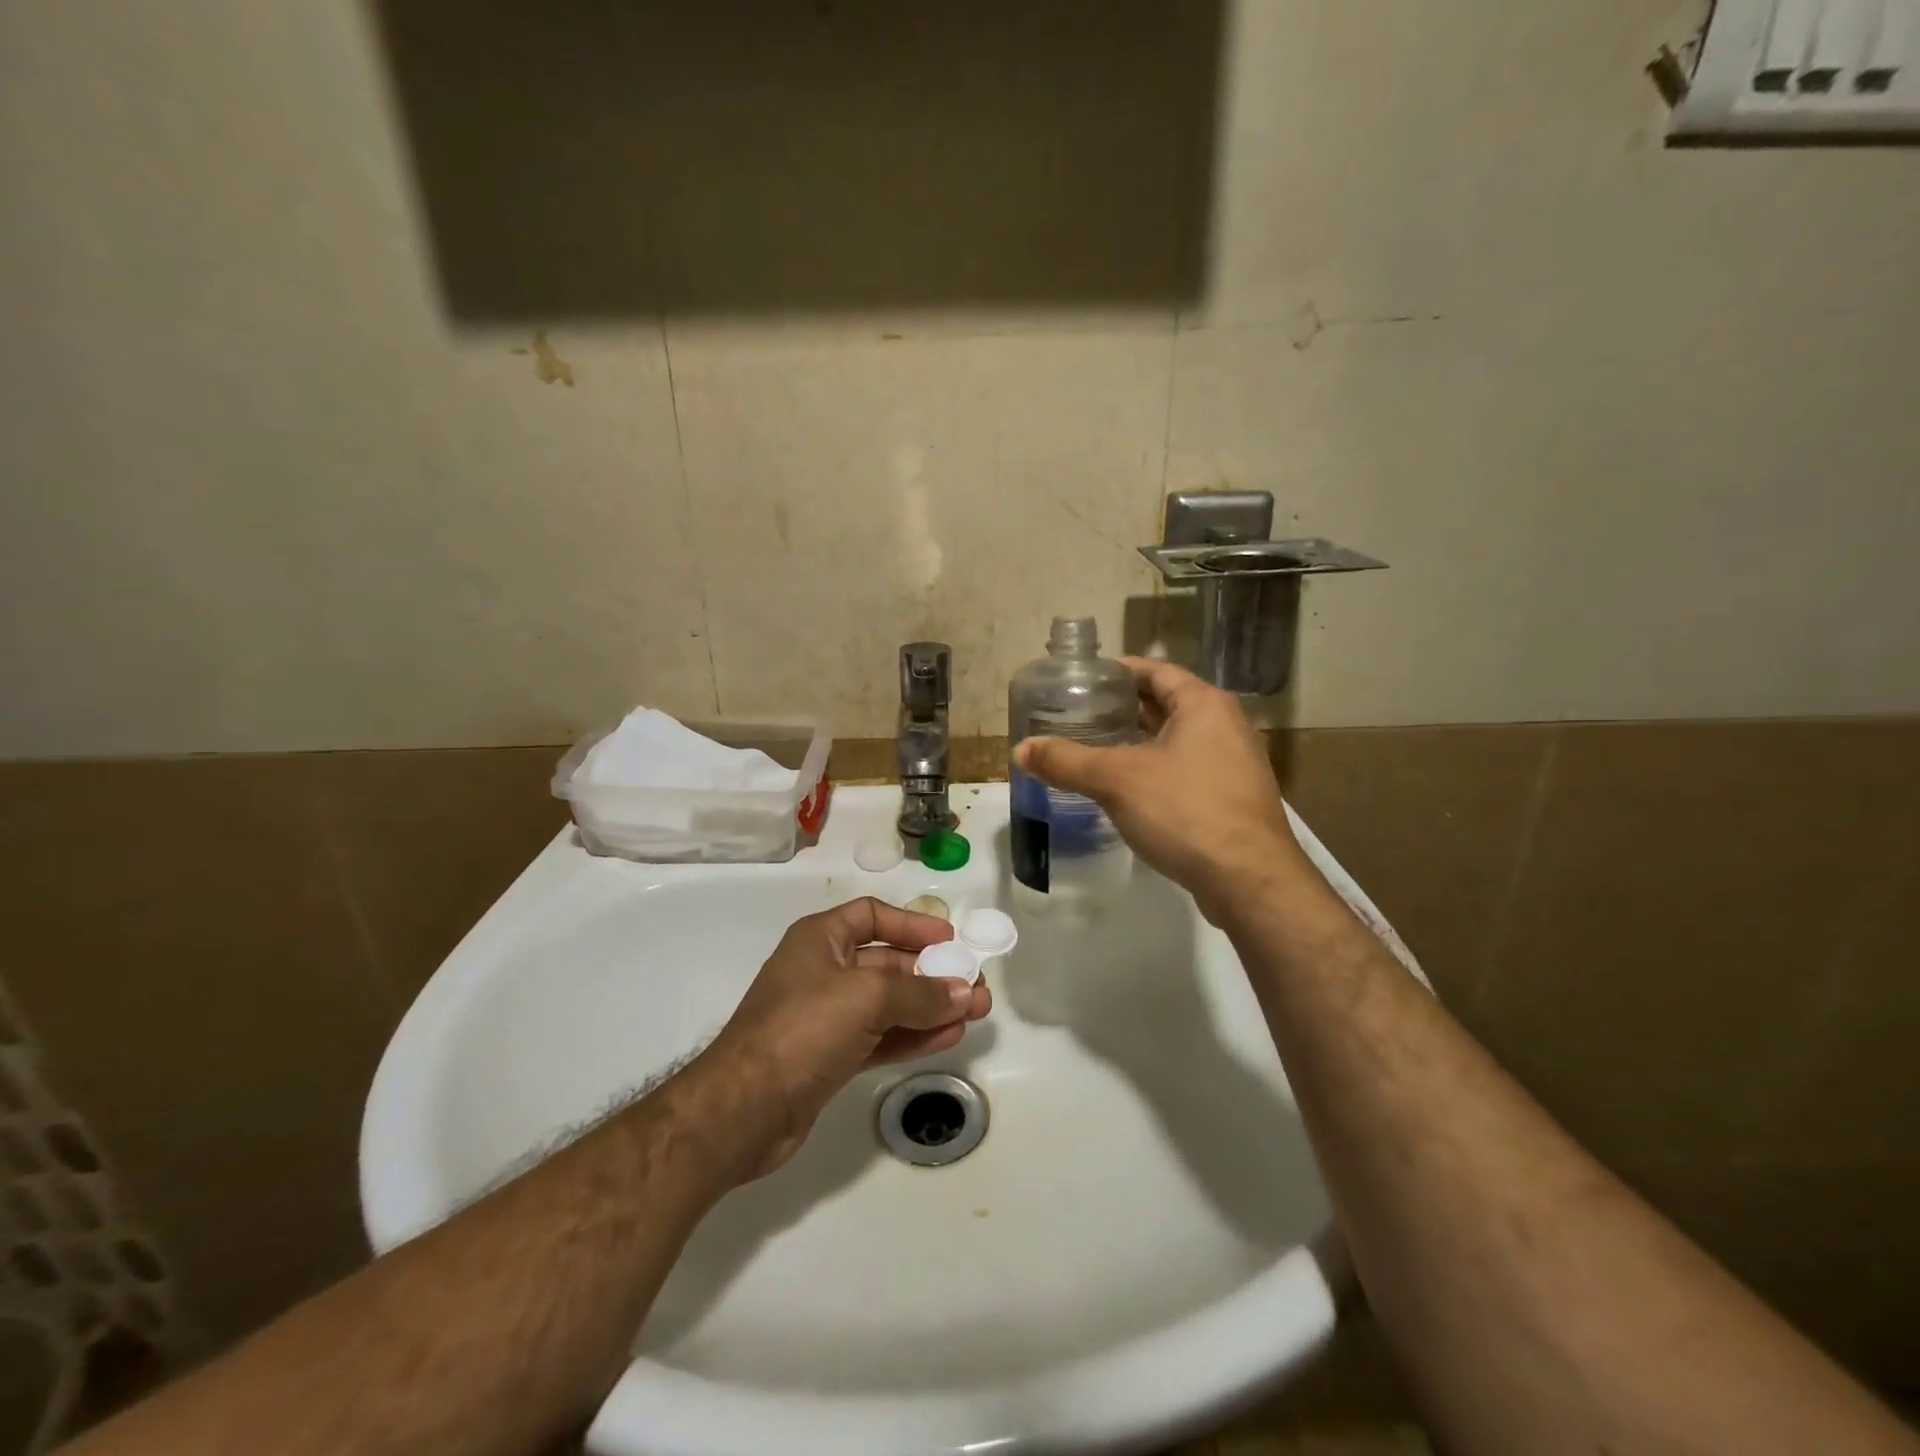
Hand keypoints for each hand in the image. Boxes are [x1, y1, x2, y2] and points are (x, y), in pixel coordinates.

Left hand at [702, 897, 990, 1177]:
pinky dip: (914, 1035)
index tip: (950, 938)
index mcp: (820, 939)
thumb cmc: (803, 1028)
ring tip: (976, 1012)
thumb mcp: (866, 997)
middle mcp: (824, 971)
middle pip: (888, 962)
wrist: (743, 1109)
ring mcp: (827, 1017)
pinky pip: (882, 1036)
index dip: (912, 923)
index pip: (872, 916)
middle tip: (975, 984)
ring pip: (890, 1003)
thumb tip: (966, 992)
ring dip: (932, 1005)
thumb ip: (921, 993)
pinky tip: (950, 1036)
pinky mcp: (832, 1057)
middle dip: (933, 972)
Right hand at [1013, 657, 1307, 922]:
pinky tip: (1126, 790)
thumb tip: (1020, 750)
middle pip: (1166, 704)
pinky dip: (1155, 770)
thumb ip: (1066, 761)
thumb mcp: (1117, 780)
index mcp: (1204, 705)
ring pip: (1177, 740)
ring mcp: (1234, 764)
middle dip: (1123, 708)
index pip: (1155, 671)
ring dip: (1139, 742)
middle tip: (1079, 715)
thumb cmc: (1185, 811)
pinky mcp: (1232, 799)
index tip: (1083, 680)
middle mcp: (1225, 726)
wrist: (1250, 880)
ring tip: (1095, 748)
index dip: (1118, 672)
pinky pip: (1187, 770)